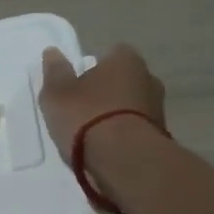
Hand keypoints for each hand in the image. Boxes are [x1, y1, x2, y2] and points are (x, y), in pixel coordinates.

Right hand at [38, 44, 165, 154]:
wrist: (124, 161)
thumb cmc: (87, 117)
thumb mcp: (57, 93)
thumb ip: (55, 72)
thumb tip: (53, 52)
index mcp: (126, 60)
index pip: (112, 53)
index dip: (94, 67)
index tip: (78, 83)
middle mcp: (149, 79)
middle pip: (124, 81)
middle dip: (107, 91)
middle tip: (83, 109)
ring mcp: (158, 110)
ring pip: (132, 107)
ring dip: (117, 116)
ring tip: (92, 135)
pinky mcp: (160, 138)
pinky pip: (136, 130)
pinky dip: (123, 137)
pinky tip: (106, 150)